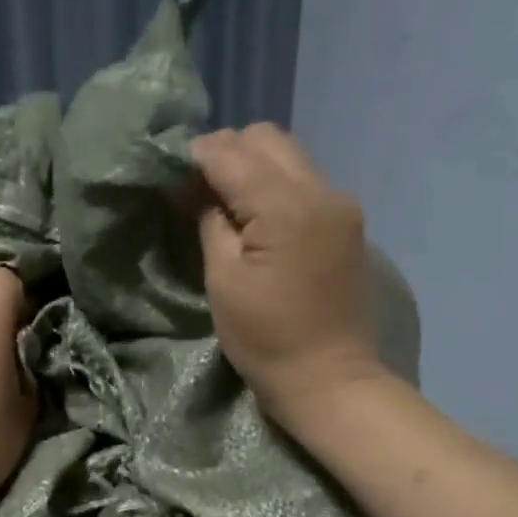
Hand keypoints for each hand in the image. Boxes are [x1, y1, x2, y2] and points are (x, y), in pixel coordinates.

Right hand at [192, 124, 386, 426]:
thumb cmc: (266, 340)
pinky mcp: (347, 221)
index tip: (170, 175)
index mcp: (286, 207)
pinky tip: (258, 216)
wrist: (329, 378)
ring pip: (289, 154)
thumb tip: (194, 186)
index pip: (231, 153)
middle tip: (197, 189)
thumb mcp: (224, 282)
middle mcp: (321, 190)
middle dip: (226, 152)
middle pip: (266, 138)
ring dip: (252, 166)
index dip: (195, 157)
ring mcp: (340, 203)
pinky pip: (305, 179)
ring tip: (225, 202)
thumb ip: (210, 222)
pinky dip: (276, 184)